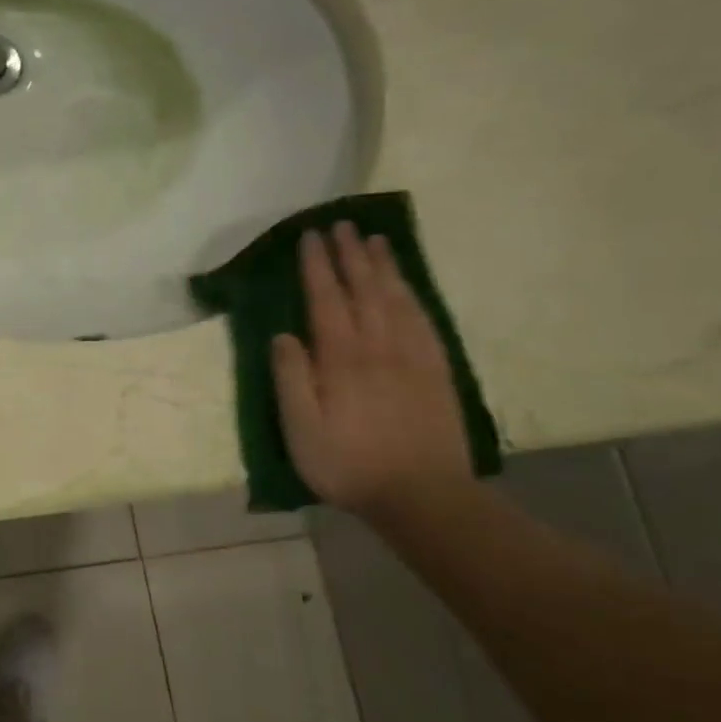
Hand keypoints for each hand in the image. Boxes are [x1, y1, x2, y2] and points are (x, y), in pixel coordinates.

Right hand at [272, 222, 472, 518]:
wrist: (422, 495)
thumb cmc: (348, 464)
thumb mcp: (300, 429)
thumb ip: (291, 379)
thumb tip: (283, 336)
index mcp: (342, 359)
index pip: (326, 300)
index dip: (317, 267)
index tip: (310, 237)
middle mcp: (380, 347)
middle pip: (364, 290)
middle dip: (351, 255)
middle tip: (343, 225)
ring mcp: (414, 357)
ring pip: (397, 299)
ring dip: (384, 267)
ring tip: (375, 240)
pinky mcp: (437, 371)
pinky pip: (424, 320)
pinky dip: (413, 295)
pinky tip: (407, 286)